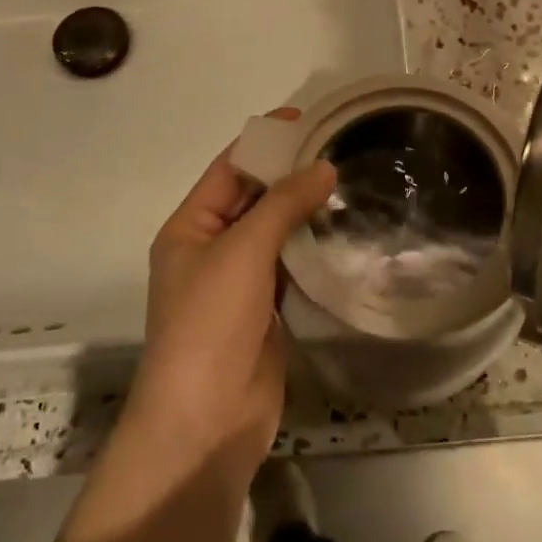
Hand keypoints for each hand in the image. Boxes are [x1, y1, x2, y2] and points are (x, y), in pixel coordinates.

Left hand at [127, 112, 335, 479]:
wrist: (206, 420)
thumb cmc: (210, 323)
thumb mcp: (242, 252)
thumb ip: (282, 205)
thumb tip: (323, 166)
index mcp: (189, 228)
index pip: (229, 170)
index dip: (265, 142)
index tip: (308, 120)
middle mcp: (211, 249)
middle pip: (253, 199)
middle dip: (290, 175)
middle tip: (341, 149)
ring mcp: (239, 283)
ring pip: (275, 234)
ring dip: (306, 212)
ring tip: (352, 183)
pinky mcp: (266, 312)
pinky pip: (290, 268)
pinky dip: (313, 249)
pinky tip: (345, 232)